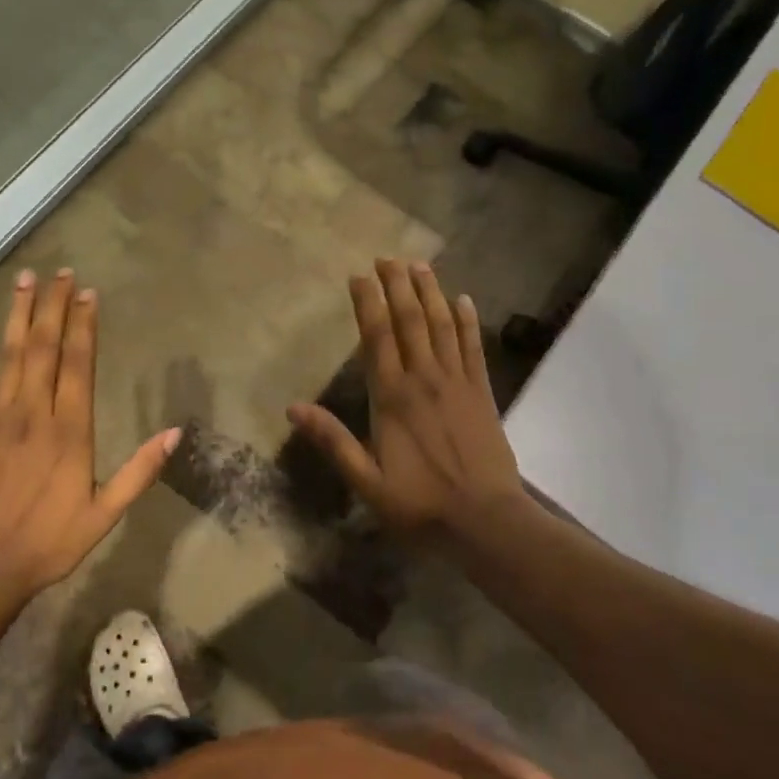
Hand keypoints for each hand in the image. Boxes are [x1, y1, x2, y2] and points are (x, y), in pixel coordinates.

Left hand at [0, 268, 179, 594]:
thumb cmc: (48, 542)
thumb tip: (174, 432)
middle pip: (46, 348)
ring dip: (19, 315)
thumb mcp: (105, 513)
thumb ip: (139, 471)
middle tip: (61, 272)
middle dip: (55, 307)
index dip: (85, 325)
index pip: (80, 364)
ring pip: (10, 355)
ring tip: (25, 279)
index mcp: (70, 430)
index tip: (88, 293)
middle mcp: (34, 413)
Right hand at [287, 259, 526, 538]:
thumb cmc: (420, 504)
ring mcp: (457, 382)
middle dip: (398, 286)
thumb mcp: (366, 482)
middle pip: (410, 320)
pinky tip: (464, 299)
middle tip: (388, 258)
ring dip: (431, 292)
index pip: (377, 337)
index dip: (367, 303)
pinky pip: (473, 347)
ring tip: (420, 265)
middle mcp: (424, 379)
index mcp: (392, 397)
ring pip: (443, 325)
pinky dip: (468, 321)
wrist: (486, 521)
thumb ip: (333, 441)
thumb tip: (293, 408)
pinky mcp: (482, 392)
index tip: (359, 276)